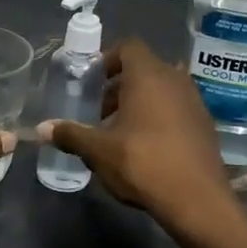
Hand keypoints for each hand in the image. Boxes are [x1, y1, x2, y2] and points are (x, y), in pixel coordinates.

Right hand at [39, 38, 237, 231]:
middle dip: (118, 87)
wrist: (198, 200)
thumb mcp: (99, 151)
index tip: (91, 81)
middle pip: (143, 69)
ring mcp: (194, 102)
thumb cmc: (143, 163)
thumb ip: (71, 134)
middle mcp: (175, 80)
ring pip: (161, 90)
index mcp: (148, 76)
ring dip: (139, 103)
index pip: (128, 47)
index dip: (107, 59)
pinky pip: (176, 109)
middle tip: (99, 111)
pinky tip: (144, 147)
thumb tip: (42, 128)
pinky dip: (158, 118)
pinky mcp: (204, 125)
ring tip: (118, 131)